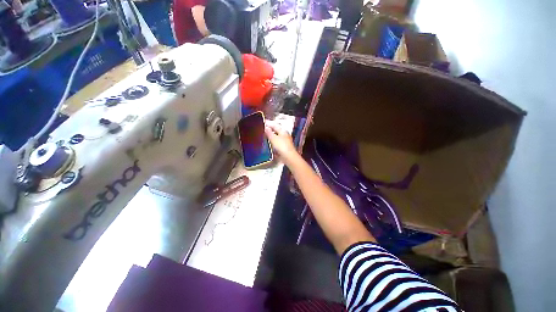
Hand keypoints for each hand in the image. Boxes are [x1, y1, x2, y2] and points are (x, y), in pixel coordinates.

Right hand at [265, 122, 298, 165]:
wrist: (288, 157)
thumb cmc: (281, 146)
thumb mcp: (273, 138)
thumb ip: (269, 132)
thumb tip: (266, 127)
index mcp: (283, 131)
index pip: (275, 125)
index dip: (268, 123)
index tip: (262, 122)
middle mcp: (284, 135)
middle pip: (276, 131)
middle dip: (269, 130)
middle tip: (262, 129)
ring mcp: (285, 142)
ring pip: (276, 137)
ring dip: (270, 136)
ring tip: (264, 136)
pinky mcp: (283, 148)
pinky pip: (277, 143)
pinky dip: (272, 142)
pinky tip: (269, 144)